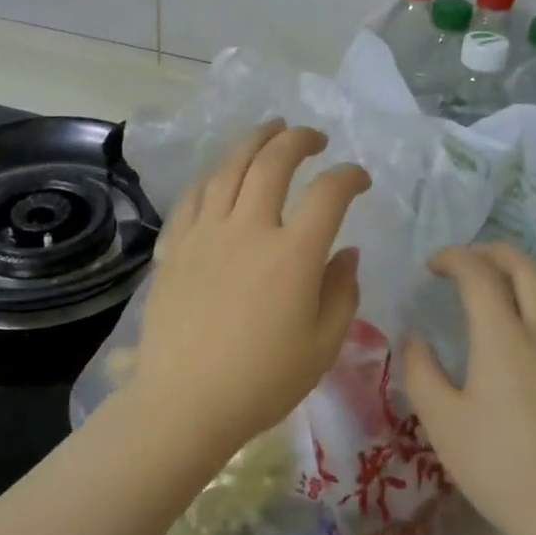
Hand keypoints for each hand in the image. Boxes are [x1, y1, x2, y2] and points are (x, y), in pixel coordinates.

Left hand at [133, 121, 370, 456]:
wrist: (184, 403)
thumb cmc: (262, 381)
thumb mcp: (322, 346)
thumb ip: (342, 292)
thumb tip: (347, 251)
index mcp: (293, 254)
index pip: (329, 193)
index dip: (350, 176)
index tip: (359, 179)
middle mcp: (249, 229)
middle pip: (274, 161)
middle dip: (299, 139)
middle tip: (314, 137)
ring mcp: (206, 232)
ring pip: (230, 167)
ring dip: (254, 140)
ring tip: (269, 130)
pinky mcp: (175, 245)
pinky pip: (195, 194)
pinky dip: (215, 175)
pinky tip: (223, 173)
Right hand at [403, 244, 535, 534]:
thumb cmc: (501, 469)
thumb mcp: (442, 423)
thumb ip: (421, 372)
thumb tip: (415, 338)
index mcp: (503, 336)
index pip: (478, 273)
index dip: (453, 258)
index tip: (432, 266)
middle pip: (524, 266)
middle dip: (492, 251)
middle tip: (467, 260)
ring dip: (525, 273)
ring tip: (503, 285)